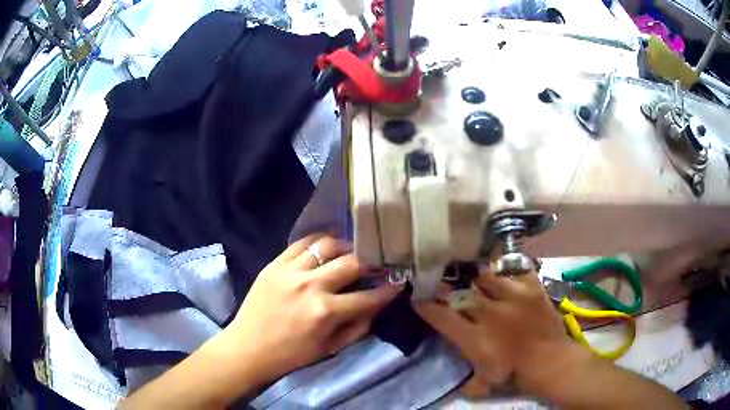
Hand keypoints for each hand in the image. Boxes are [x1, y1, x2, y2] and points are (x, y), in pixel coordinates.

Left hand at [226, 233, 402, 384]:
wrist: (249, 347)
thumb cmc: (292, 354)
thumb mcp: (330, 349)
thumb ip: (358, 327)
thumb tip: (376, 306)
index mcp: (326, 313)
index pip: (369, 297)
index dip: (389, 289)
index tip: (399, 282)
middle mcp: (311, 286)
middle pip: (352, 263)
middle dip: (371, 262)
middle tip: (377, 263)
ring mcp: (290, 271)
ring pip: (327, 245)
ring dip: (345, 247)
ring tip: (351, 252)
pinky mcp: (274, 264)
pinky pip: (301, 243)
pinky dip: (318, 242)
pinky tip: (325, 247)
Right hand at [413, 269, 578, 398]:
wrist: (551, 362)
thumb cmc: (515, 375)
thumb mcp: (484, 384)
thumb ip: (465, 382)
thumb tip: (457, 383)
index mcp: (475, 338)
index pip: (442, 317)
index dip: (426, 306)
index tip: (418, 298)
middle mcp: (489, 313)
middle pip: (460, 293)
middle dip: (447, 289)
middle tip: (442, 284)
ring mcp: (512, 296)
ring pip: (485, 277)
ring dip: (478, 281)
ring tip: (477, 281)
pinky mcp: (531, 288)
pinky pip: (514, 271)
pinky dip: (507, 273)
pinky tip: (505, 276)